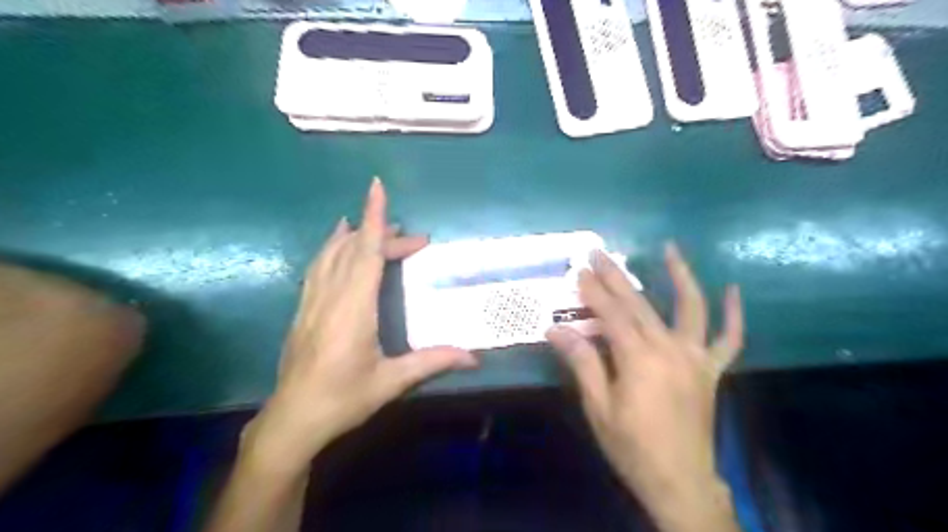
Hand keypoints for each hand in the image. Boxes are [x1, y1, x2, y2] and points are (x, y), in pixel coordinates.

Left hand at [245, 176, 480, 473]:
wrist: (292, 420)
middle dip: (382, 234)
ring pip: (331, 254)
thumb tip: (474, 357)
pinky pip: (318, 267)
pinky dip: (331, 249)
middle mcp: (330, 296)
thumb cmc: (343, 399)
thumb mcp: (391, 382)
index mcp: (353, 308)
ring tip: (371, 224)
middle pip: (355, 250)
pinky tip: (336, 245)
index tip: (377, 187)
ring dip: (354, 235)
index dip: (374, 218)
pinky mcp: (303, 310)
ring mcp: (312, 301)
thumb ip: (432, 362)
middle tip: (414, 238)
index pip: (366, 252)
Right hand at [548, 245, 740, 530]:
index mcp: (639, 359)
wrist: (680, 482)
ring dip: (681, 276)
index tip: (579, 271)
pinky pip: (729, 339)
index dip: (593, 291)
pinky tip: (733, 290)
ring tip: (671, 249)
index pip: (611, 314)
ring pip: (691, 308)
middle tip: (599, 253)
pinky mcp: (711, 370)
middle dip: (616, 276)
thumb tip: (555, 330)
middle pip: (640, 303)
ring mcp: (696, 358)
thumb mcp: (598, 407)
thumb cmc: (632, 447)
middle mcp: (670, 349)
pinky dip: (734, 315)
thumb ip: (582, 363)